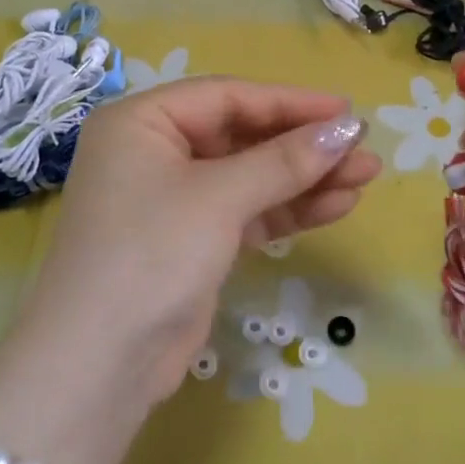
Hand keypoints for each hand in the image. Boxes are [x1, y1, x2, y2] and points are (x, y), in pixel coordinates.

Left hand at [8, 79, 379, 414]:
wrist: (98, 366)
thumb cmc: (151, 254)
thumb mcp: (219, 198)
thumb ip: (285, 160)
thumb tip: (347, 127)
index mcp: (142, 121)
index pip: (227, 97)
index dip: (290, 103)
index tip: (347, 111)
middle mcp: (154, 151)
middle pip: (242, 136)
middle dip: (303, 145)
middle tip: (364, 148)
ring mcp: (173, 199)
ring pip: (250, 176)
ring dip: (305, 178)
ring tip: (366, 176)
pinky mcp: (192, 240)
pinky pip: (246, 211)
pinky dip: (287, 209)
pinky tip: (337, 205)